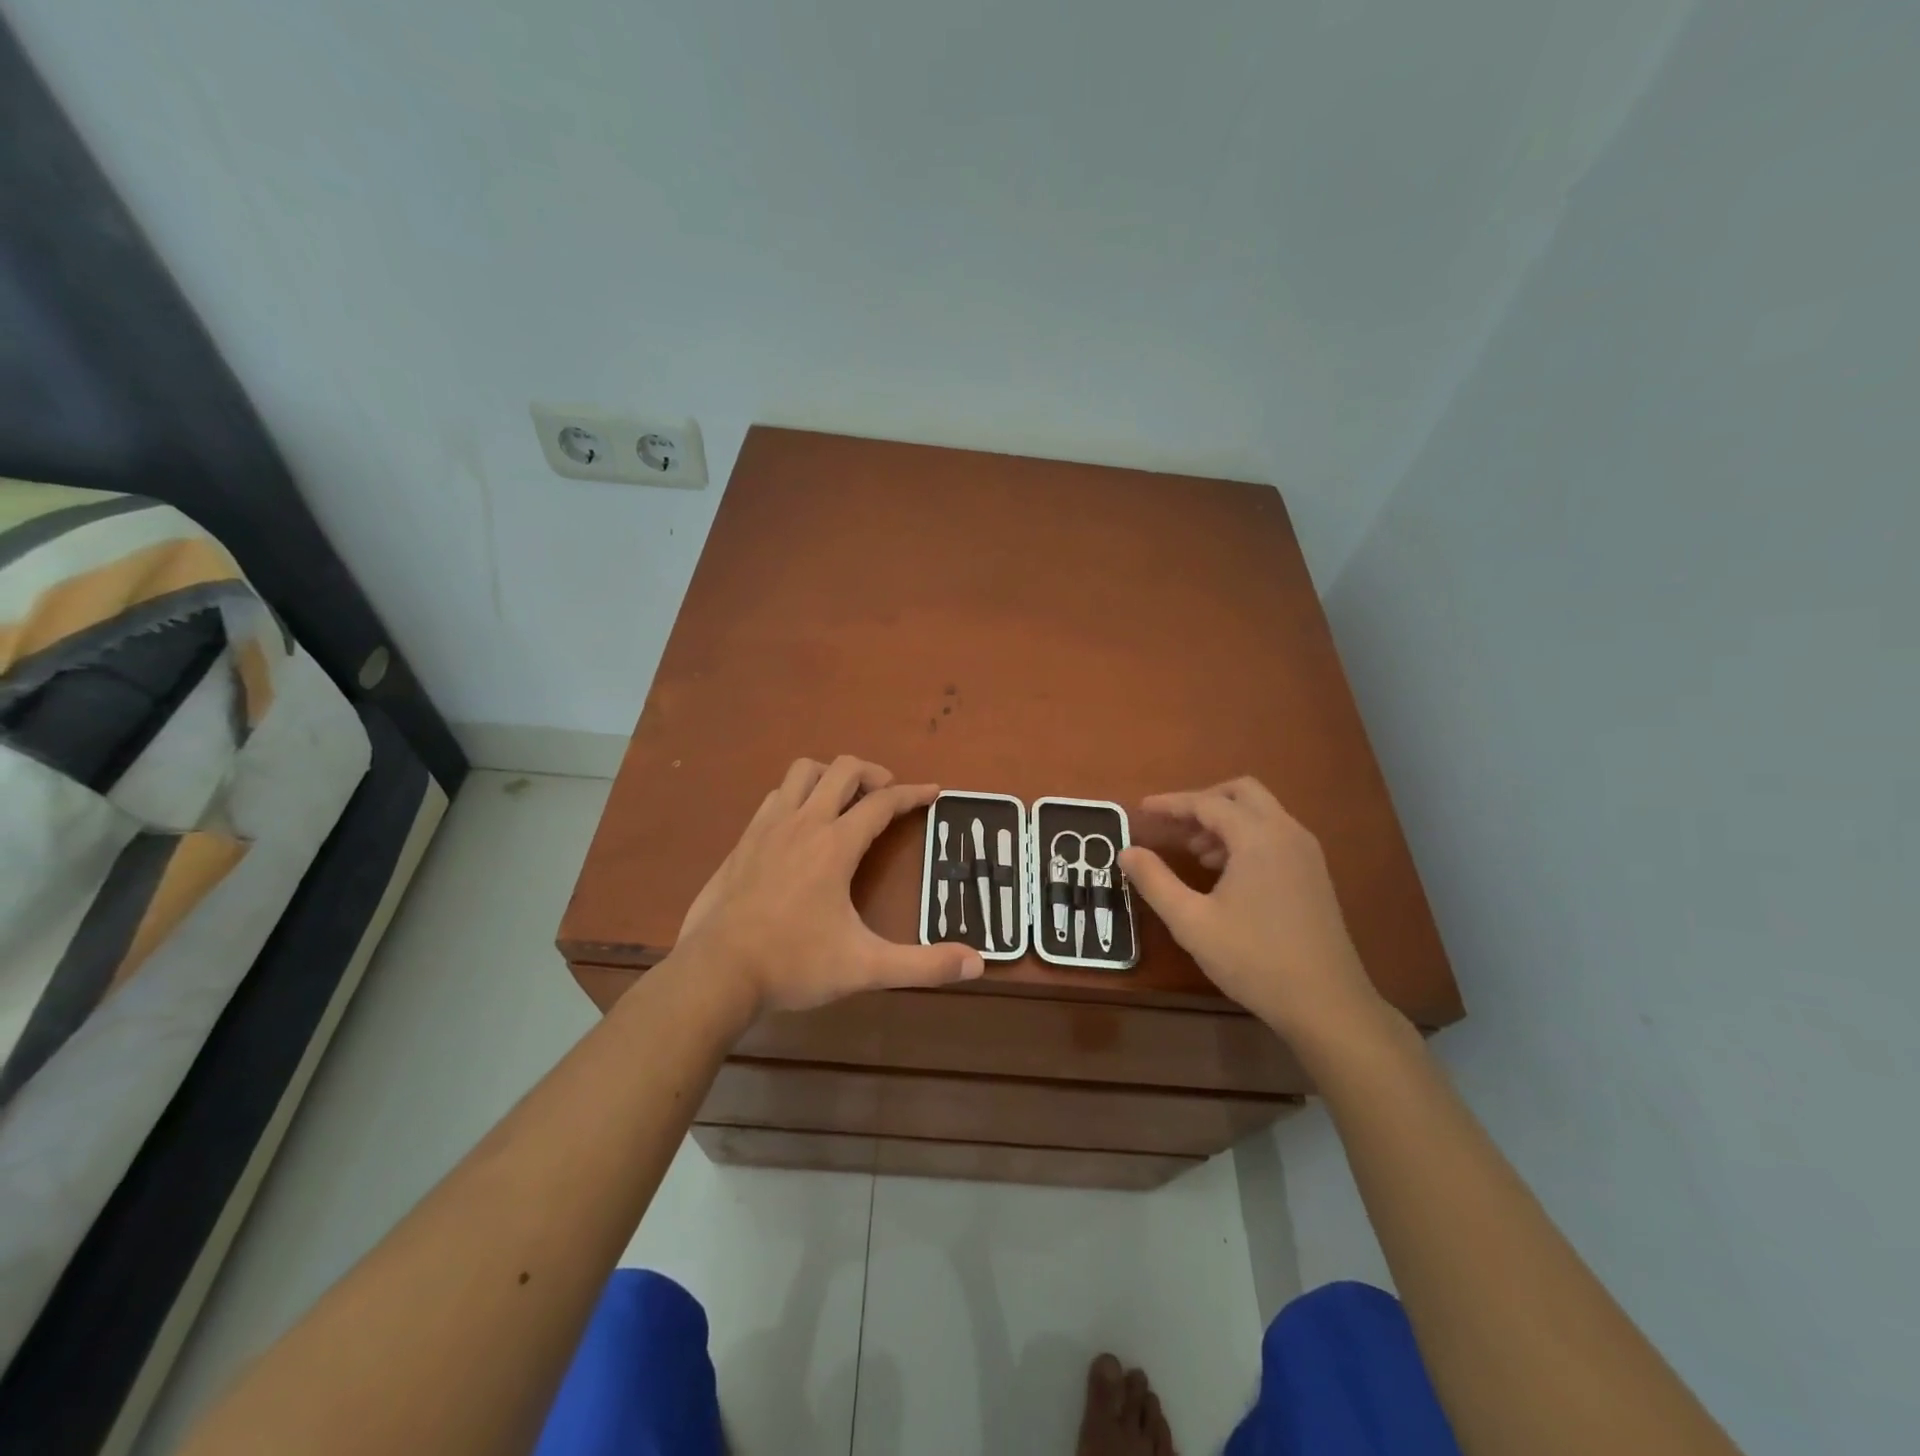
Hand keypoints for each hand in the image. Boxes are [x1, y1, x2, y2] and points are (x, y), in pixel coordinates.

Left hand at [675, 756, 984, 1017]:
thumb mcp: (865, 968)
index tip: (934, 792)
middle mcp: (803, 823)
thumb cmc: (793, 964)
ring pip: (802, 772)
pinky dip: (798, 795)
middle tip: (889, 796)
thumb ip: (923, 965)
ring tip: (846, 800)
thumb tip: (976, 964)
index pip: (883, 802)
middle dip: (873, 773)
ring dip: (831, 776)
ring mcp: (767, 828)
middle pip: (843, 769)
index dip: (913, 794)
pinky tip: (801, 825)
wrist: (715, 973)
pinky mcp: (743, 841)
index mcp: (835, 845)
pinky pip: (776, 796)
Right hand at [1118, 777, 1383, 1041]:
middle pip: (1241, 792)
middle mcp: (1287, 833)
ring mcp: (1306, 852)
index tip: (1141, 810)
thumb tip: (1126, 852)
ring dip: (1225, 820)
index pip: (1207, 803)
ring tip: (1194, 852)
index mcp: (1258, 838)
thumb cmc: (1254, 959)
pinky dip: (1245, 837)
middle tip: (1173, 826)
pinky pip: (1275, 834)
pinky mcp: (1314, 873)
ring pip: (1261, 812)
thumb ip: (1155, 881)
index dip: (1171, 804)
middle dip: (1203, 802)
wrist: (1326, 1004)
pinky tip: (1225, 872)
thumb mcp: (1191, 922)